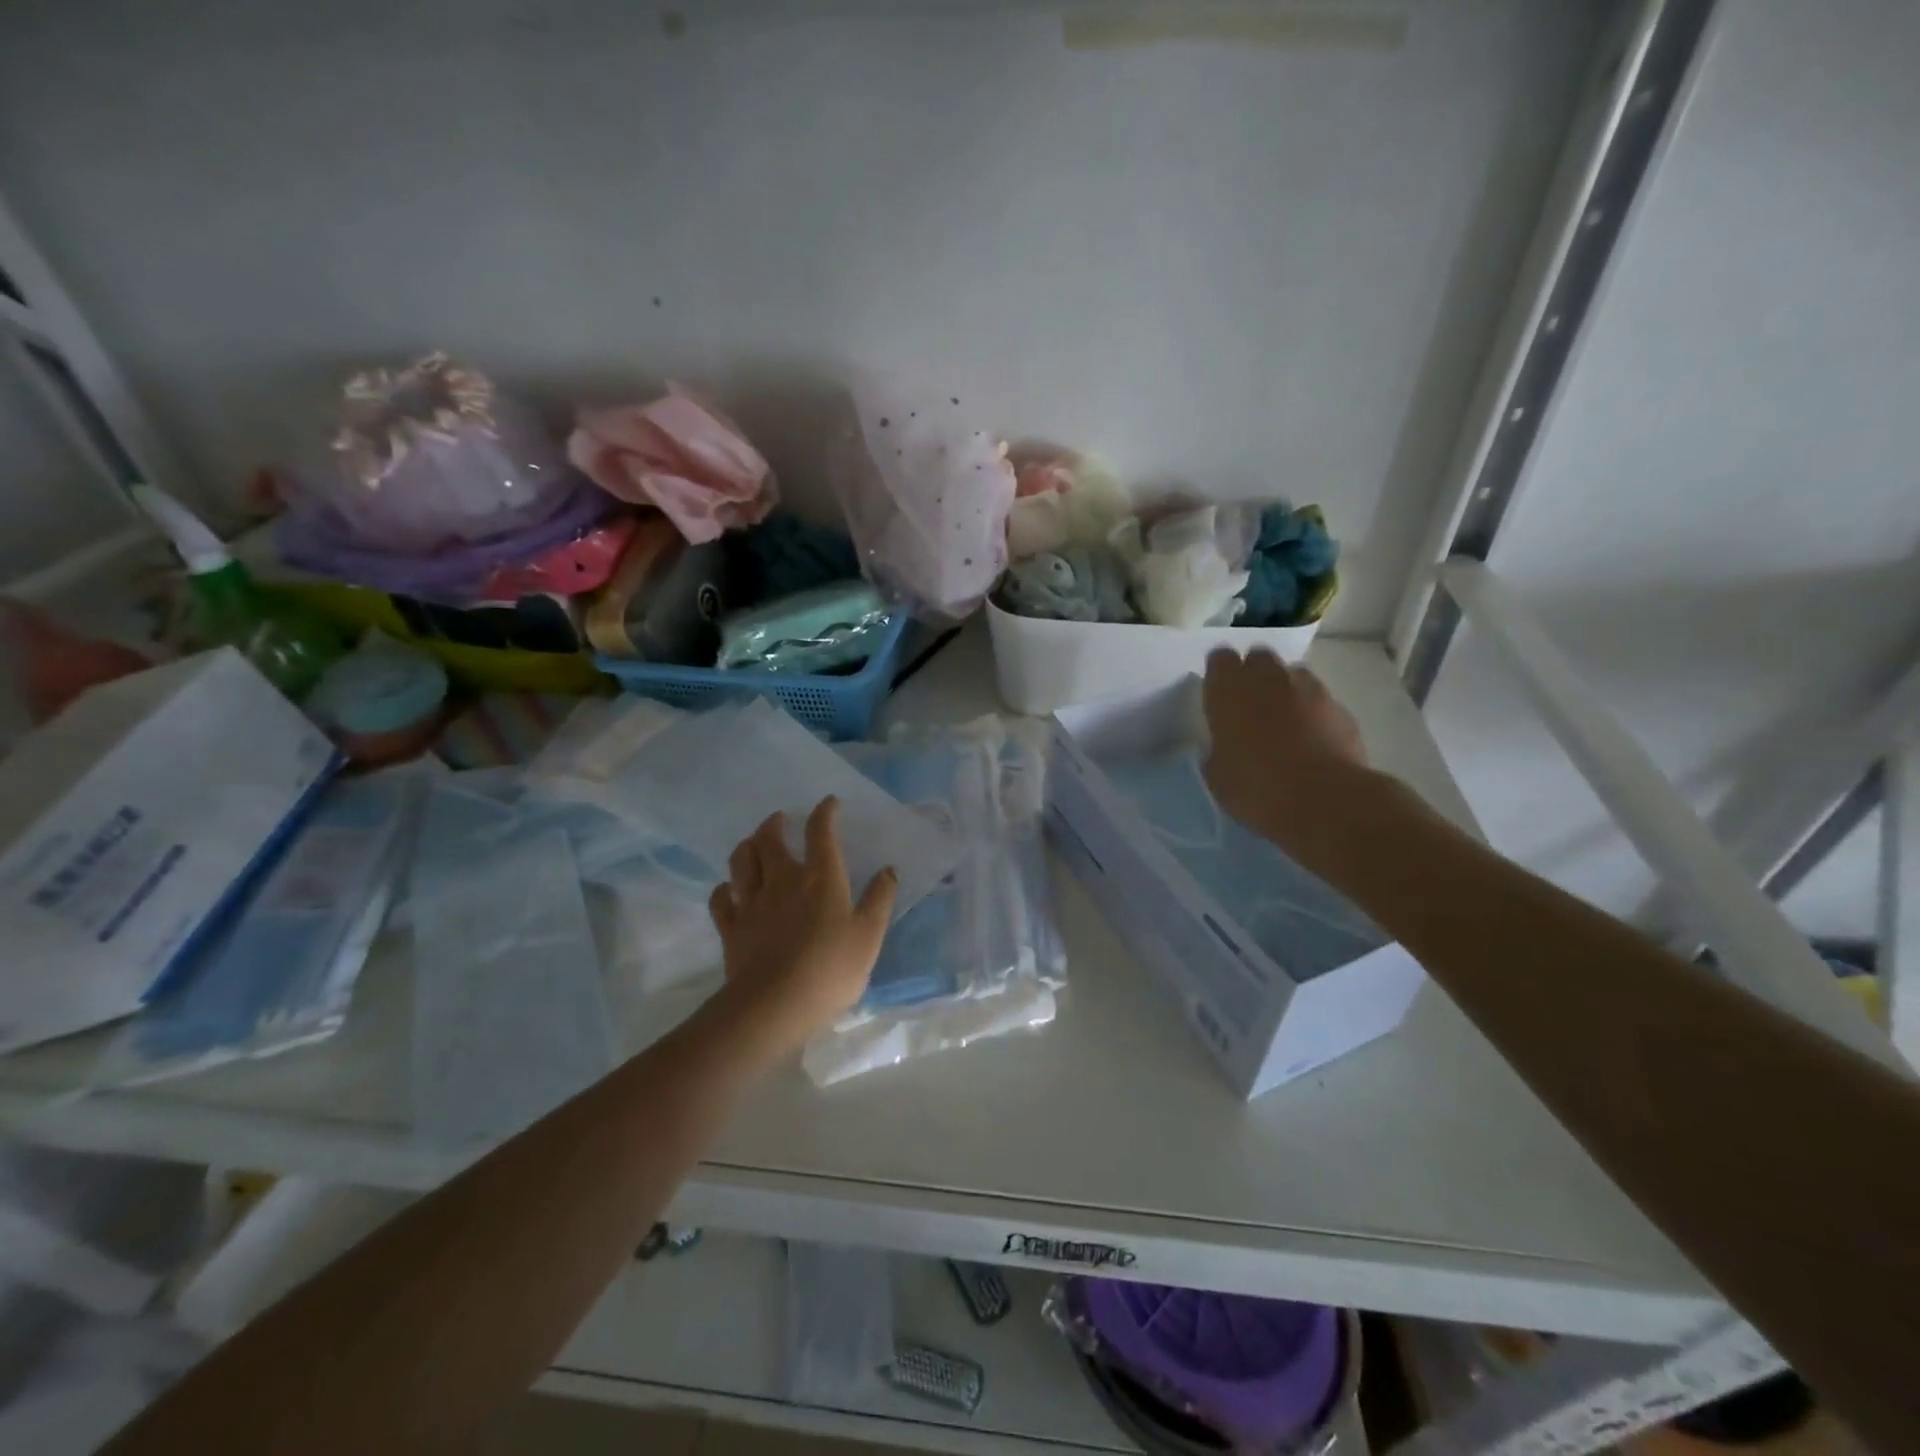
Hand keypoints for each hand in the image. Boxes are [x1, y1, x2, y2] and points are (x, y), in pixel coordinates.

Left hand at [707, 797, 896, 1056]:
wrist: (774, 1006)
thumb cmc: (830, 970)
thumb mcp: (868, 936)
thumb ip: (879, 900)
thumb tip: (889, 870)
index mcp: (820, 878)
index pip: (820, 832)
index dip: (824, 812)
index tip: (829, 804)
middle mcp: (782, 880)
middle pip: (770, 839)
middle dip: (774, 824)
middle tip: (780, 820)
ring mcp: (752, 902)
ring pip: (741, 860)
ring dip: (747, 846)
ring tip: (753, 844)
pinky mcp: (731, 927)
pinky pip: (721, 898)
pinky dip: (725, 888)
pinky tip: (729, 889)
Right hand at [1202, 648, 1368, 856]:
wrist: (1322, 799)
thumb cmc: (1255, 787)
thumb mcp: (1218, 775)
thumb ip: (1219, 750)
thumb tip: (1224, 747)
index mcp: (1229, 690)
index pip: (1220, 659)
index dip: (1220, 673)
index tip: (1219, 691)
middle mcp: (1268, 679)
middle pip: (1259, 657)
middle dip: (1254, 673)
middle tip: (1250, 703)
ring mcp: (1310, 690)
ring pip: (1294, 674)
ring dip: (1286, 689)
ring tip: (1284, 719)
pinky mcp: (1341, 709)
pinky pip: (1321, 702)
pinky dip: (1314, 713)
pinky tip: (1313, 740)